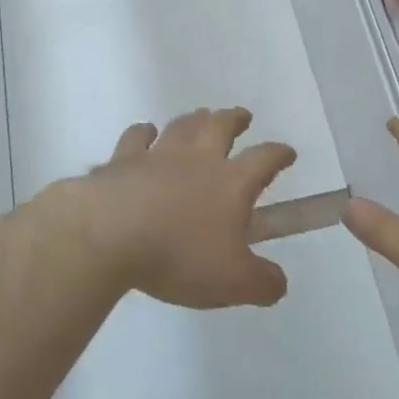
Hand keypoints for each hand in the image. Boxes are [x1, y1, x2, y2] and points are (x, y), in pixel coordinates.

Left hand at [76, 108, 295, 309]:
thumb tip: (279, 282)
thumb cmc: (179, 255)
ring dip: (195, 119)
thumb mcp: (232, 282)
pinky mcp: (123, 159)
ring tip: (201, 115)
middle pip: (221, 127)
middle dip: (235, 119)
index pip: (264, 159)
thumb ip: (262, 282)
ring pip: (183, 126)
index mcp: (231, 182)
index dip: (279, 154)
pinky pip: (137, 137)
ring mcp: (159, 154)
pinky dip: (144, 132)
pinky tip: (146, 133)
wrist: (111, 234)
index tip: (287, 152)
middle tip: (242, 116)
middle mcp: (199, 159)